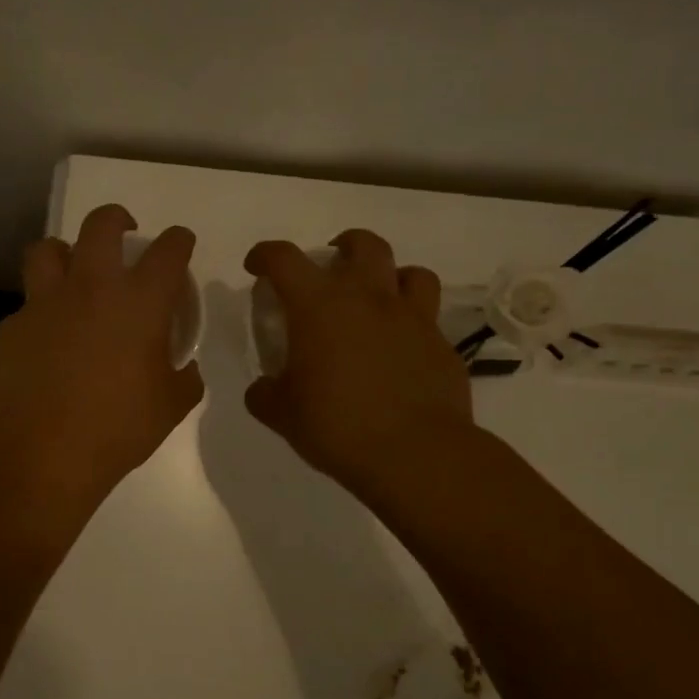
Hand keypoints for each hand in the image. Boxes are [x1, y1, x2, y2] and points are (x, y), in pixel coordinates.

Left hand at [0, 204, 204, 507]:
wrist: (41, 452)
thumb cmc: (117, 428)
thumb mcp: (170, 407)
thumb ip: (184, 378)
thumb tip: (184, 368)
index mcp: (139, 302)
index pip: (169, 251)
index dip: (179, 241)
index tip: (180, 244)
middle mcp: (92, 288)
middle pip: (101, 225)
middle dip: (116, 218)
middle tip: (122, 232)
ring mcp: (45, 302)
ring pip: (48, 249)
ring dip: (64, 253)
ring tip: (73, 273)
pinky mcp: (12, 325)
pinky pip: (28, 304)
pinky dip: (41, 311)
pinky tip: (46, 340)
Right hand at [243, 230, 480, 493]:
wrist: (415, 453)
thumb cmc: (337, 426)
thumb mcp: (282, 414)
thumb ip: (265, 394)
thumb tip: (263, 388)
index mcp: (319, 305)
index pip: (284, 259)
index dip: (264, 255)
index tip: (257, 267)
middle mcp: (368, 298)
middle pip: (363, 244)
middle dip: (344, 246)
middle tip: (332, 266)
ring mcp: (412, 318)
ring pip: (411, 273)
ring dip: (391, 277)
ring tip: (379, 299)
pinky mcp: (441, 345)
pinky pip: (429, 318)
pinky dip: (413, 322)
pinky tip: (402, 348)